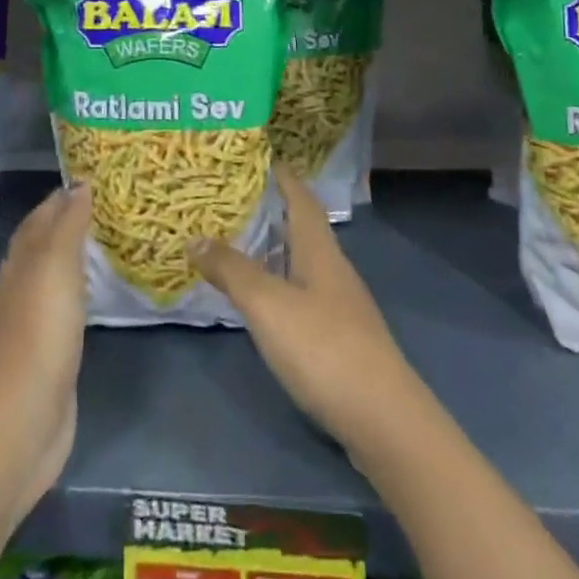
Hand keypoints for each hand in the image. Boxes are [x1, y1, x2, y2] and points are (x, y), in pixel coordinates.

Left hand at [0, 184, 89, 533]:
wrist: (20, 423)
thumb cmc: (38, 334)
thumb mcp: (55, 268)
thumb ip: (69, 225)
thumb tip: (80, 183)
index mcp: (21, 262)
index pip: (42, 216)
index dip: (65, 196)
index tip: (98, 177)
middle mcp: (23, 286)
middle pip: (46, 244)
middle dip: (72, 222)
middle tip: (112, 205)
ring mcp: (36, 322)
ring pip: (57, 276)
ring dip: (78, 257)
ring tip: (112, 240)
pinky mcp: (52, 354)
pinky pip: (70, 309)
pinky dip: (84, 292)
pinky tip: (101, 292)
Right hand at [190, 172, 423, 463]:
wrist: (383, 420)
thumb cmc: (323, 348)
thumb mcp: (268, 304)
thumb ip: (232, 269)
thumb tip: (195, 236)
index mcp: (320, 250)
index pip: (302, 198)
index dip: (282, 176)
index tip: (256, 158)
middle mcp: (333, 269)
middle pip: (302, 228)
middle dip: (271, 211)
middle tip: (231, 201)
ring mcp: (340, 305)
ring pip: (302, 262)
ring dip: (273, 249)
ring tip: (237, 244)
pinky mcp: (340, 338)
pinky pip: (303, 294)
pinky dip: (279, 284)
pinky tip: (262, 301)